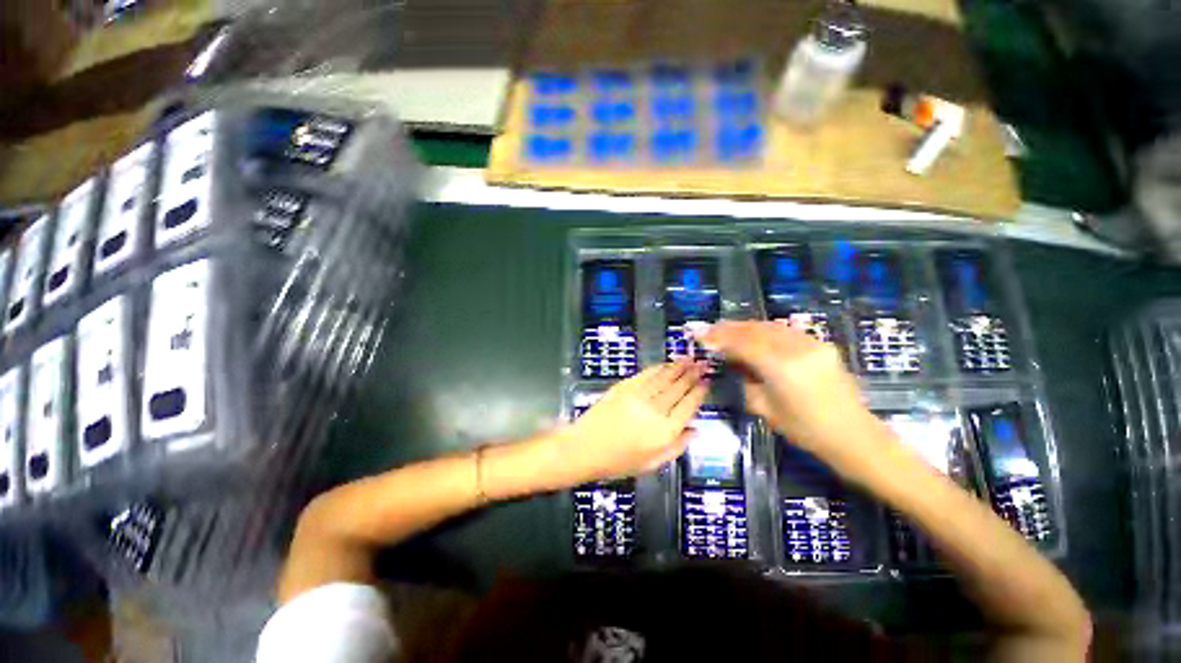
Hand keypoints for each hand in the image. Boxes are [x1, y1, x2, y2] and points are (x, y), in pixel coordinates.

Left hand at [558, 360, 708, 484]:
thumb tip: (695, 430)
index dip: (699, 392)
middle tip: (702, 363)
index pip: (688, 406)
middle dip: (692, 374)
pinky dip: (658, 368)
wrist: (584, 449)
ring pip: (664, 378)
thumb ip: (677, 447)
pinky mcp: (624, 388)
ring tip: (689, 358)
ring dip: (678, 366)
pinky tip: (665, 364)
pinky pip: (646, 375)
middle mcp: (654, 411)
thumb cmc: (617, 462)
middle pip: (678, 388)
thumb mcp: (651, 464)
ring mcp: (638, 396)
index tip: (707, 382)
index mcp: (664, 432)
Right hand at [698, 321, 881, 466]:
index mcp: (781, 367)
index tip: (701, 336)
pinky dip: (765, 330)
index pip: (743, 344)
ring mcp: (812, 343)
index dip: (719, 338)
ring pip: (771, 326)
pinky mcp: (821, 345)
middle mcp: (798, 348)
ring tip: (728, 330)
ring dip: (746, 327)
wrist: (854, 435)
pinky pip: (786, 331)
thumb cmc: (805, 429)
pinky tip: (754, 334)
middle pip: (756, 329)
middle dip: (730, 328)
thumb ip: (746, 380)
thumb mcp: (764, 408)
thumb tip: (735, 361)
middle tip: (710, 330)